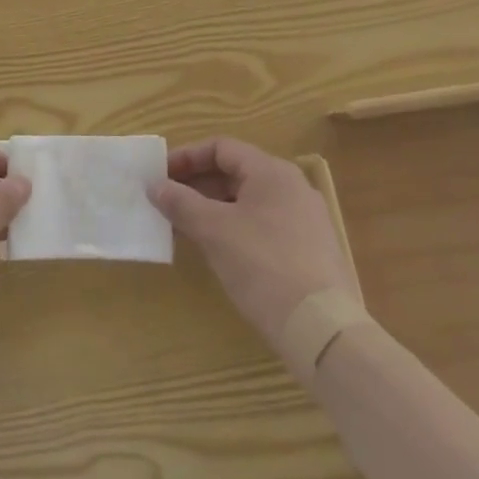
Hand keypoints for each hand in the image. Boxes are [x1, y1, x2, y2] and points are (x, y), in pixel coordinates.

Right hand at [150, 137, 353, 345]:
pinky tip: (217, 249)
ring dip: (213, 207)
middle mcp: (292, 187)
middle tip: (166, 201)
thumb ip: (180, 202)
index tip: (160, 175)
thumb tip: (155, 186)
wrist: (323, 331)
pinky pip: (263, 224)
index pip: (221, 147)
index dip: (186, 157)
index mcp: (272, 172)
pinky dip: (234, 226)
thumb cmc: (263, 266)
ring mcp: (305, 220)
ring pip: (248, 200)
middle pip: (235, 172)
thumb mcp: (213, 231)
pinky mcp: (309, 250)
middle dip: (197, 184)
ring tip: (184, 226)